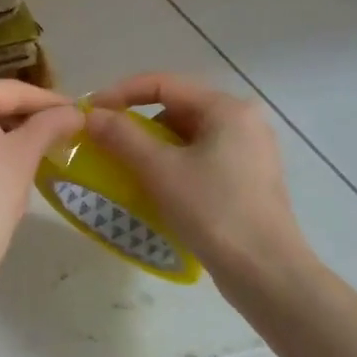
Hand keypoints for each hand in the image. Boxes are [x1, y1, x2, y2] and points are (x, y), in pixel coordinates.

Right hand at [85, 73, 316, 293]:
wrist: (266, 272)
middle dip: (138, 124)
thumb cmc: (213, 211)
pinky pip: (201, 158)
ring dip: (154, 148)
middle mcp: (243, 121)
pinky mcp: (249, 179)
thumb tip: (91, 116)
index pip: (163, 84)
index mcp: (226, 108)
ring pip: (188, 136)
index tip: (90, 113)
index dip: (121, 93)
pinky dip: (174, 166)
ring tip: (129, 170)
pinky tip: (158, 189)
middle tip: (107, 144)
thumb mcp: (159, 170)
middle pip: (176, 108)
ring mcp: (250, 151)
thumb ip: (122, 136)